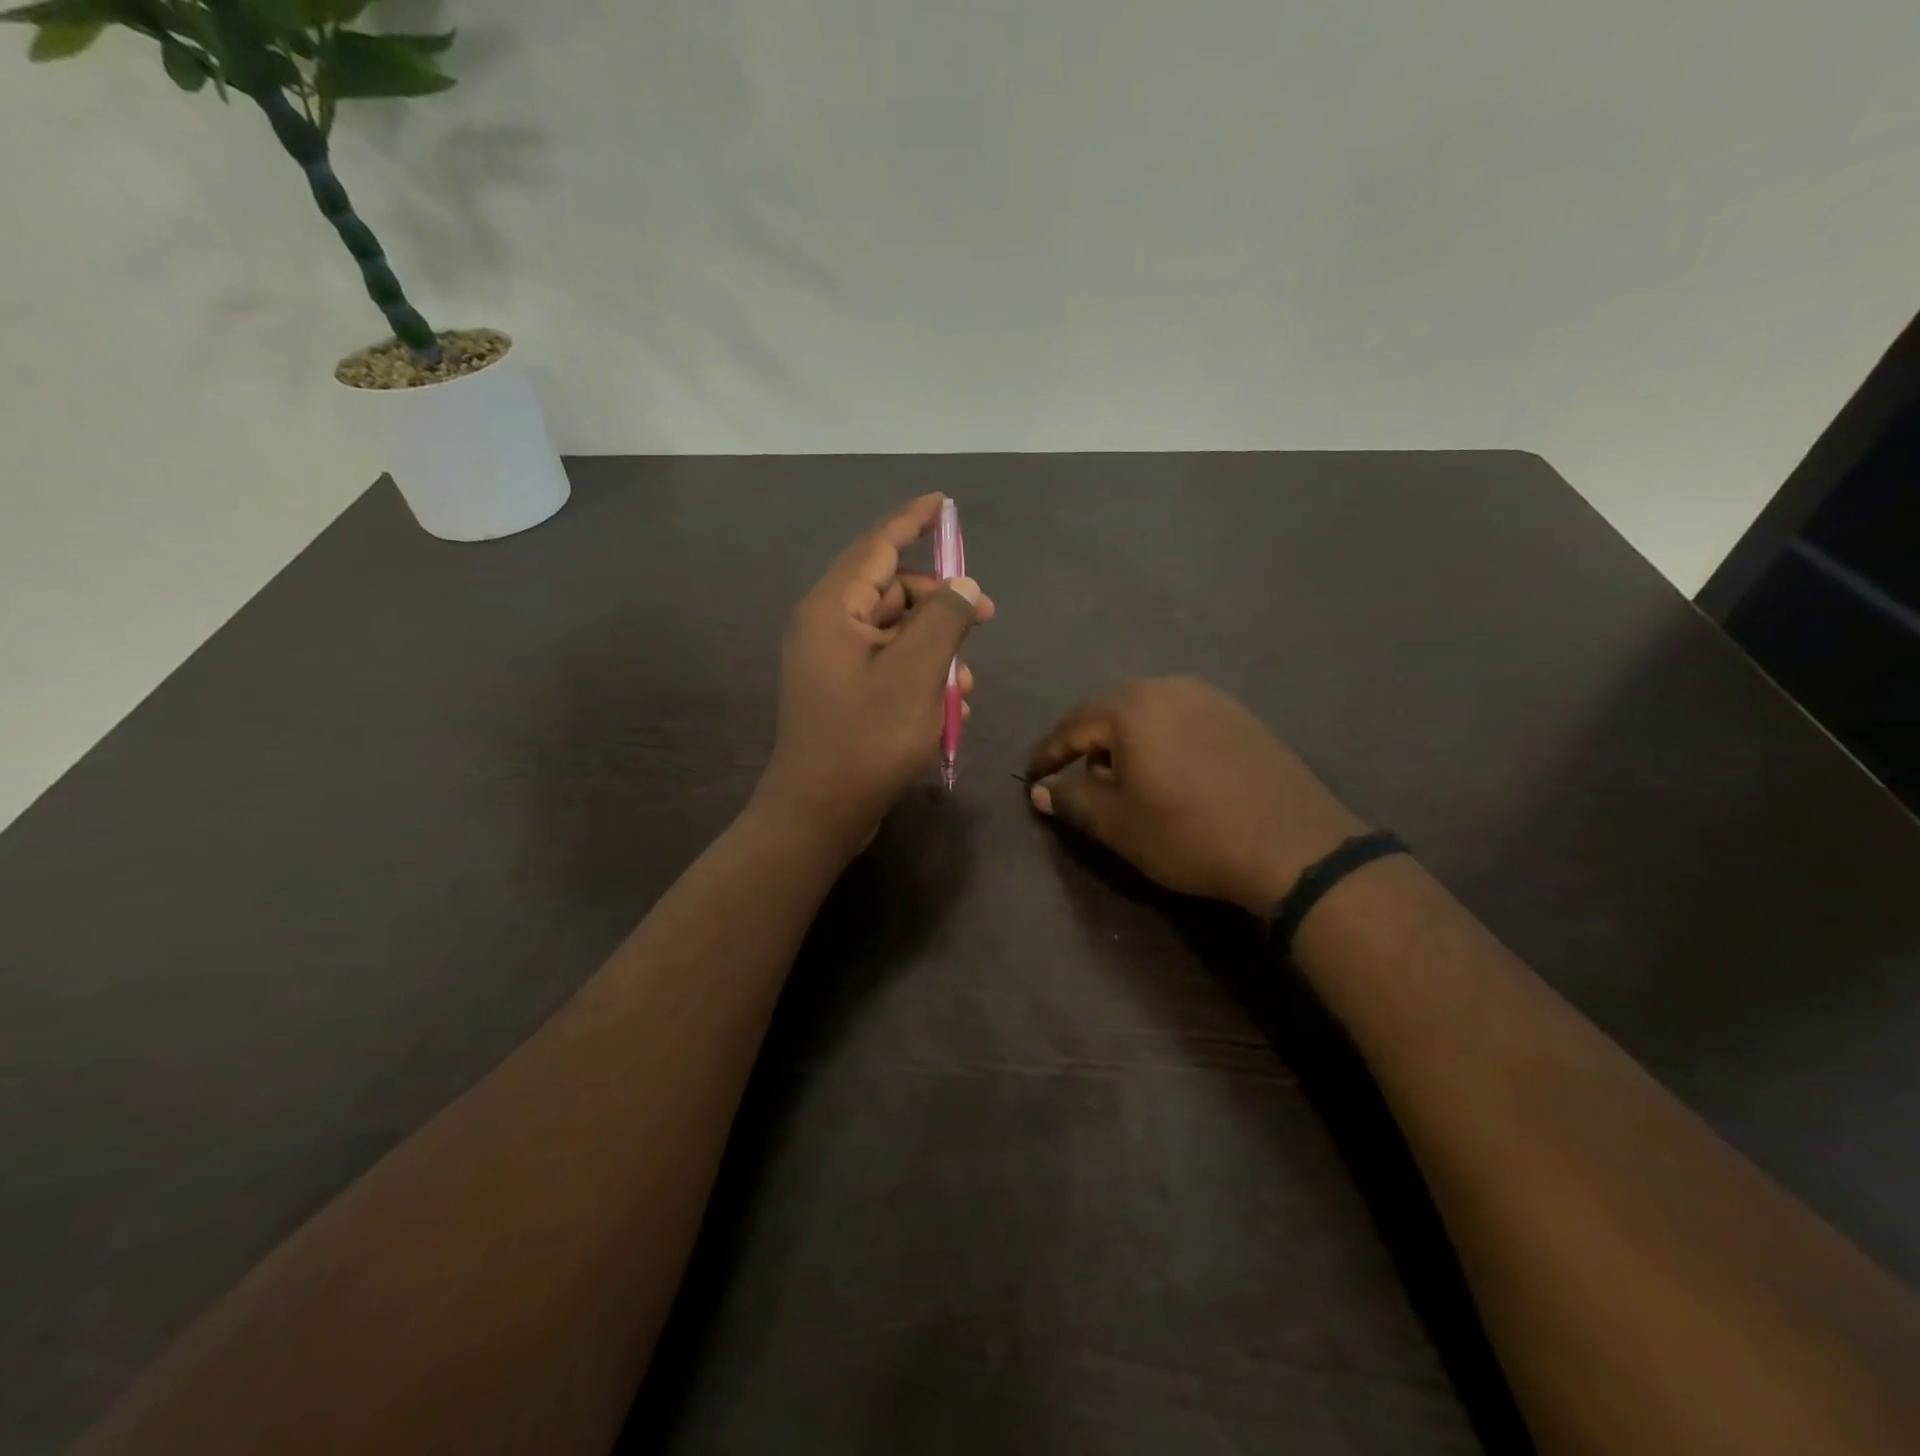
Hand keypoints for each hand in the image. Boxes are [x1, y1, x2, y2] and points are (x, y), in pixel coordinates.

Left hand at [753, 494, 993, 855]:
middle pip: (891, 592)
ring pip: (896, 633)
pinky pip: (889, 665)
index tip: (943, 503)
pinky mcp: (844, 692)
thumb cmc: (866, 739)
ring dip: (936, 649)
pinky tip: (948, 706)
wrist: (819, 813)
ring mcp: (833, 662)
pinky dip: (920, 675)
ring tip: (966, 685)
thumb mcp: (915, 674)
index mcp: (832, 610)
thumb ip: (943, 620)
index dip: (912, 521)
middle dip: (941, 602)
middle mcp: (827, 627)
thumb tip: (963, 585)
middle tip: (986, 617)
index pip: (877, 547)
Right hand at [1027, 677, 1364, 914]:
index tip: (1032, 777)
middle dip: (1089, 746)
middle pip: (1111, 712)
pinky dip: (1162, 741)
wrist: (1293, 846)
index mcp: (1132, 706)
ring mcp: (1211, 698)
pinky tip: (1171, 773)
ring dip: (1127, 742)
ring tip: (1124, 779)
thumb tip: (1041, 790)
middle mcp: (1169, 688)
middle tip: (1078, 779)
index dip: (1048, 755)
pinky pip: (1183, 720)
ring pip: (1149, 714)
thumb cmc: (1188, 833)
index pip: (1073, 726)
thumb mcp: (1117, 824)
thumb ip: (1071, 799)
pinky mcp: (1241, 716)